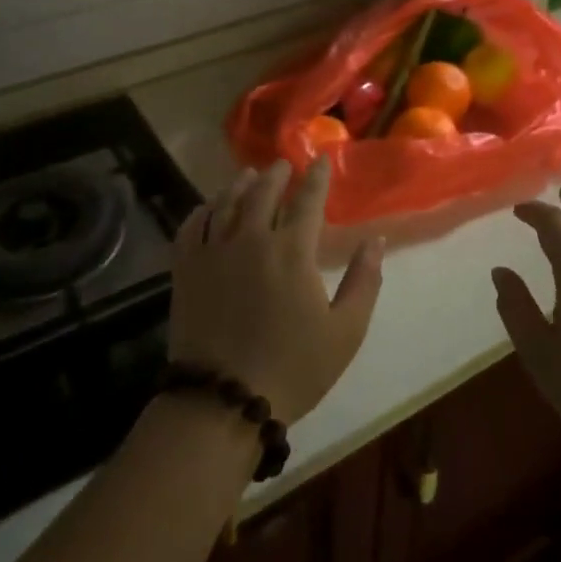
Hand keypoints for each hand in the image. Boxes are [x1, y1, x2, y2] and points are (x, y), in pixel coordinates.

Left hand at [170, 159, 384, 423]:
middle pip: (263, 193)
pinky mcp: (185, 270)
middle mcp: (250, 239)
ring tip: (249, 175)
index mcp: (292, 251)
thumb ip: (364, 281)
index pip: (307, 201)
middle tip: (284, 164)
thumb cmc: (294, 368)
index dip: (316, 178)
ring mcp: (212, 252)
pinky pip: (191, 227)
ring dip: (240, 185)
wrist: (224, 401)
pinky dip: (202, 210)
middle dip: (277, 175)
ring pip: (225, 204)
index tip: (320, 161)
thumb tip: (375, 241)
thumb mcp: (346, 331)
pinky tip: (208, 207)